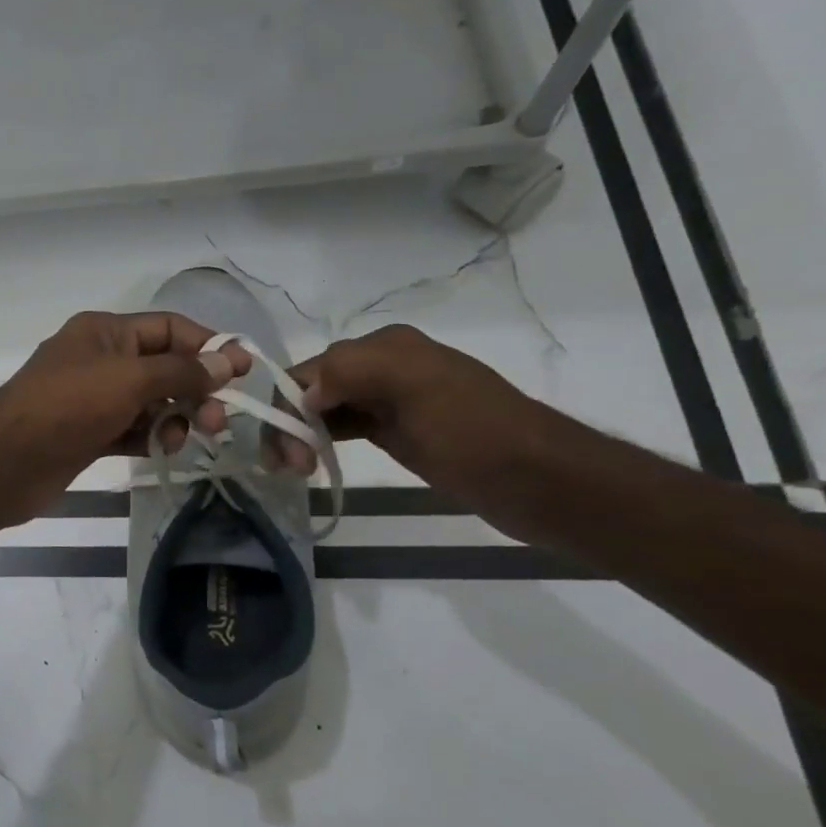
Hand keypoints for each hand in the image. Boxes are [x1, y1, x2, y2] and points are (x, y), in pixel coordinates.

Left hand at [0, 311, 248, 523]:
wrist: (7, 461)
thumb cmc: (68, 406)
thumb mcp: (130, 379)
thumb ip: (181, 372)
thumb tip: (228, 361)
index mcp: (105, 331)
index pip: (168, 328)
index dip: (207, 346)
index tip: (242, 372)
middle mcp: (100, 359)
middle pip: (163, 368)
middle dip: (194, 391)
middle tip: (217, 421)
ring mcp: (92, 399)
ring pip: (150, 403)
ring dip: (172, 419)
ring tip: (177, 440)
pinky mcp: (88, 434)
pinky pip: (132, 430)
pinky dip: (149, 438)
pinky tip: (158, 452)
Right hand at [265, 324, 538, 492]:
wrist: (539, 480)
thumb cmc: (474, 431)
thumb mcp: (414, 386)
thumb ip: (350, 372)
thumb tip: (303, 392)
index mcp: (384, 347)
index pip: (310, 370)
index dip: (287, 407)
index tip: (286, 454)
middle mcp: (381, 367)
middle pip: (311, 389)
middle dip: (289, 423)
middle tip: (289, 469)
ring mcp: (388, 400)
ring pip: (322, 410)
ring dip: (299, 434)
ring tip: (293, 470)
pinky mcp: (395, 430)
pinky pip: (342, 427)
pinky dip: (319, 440)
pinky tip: (310, 460)